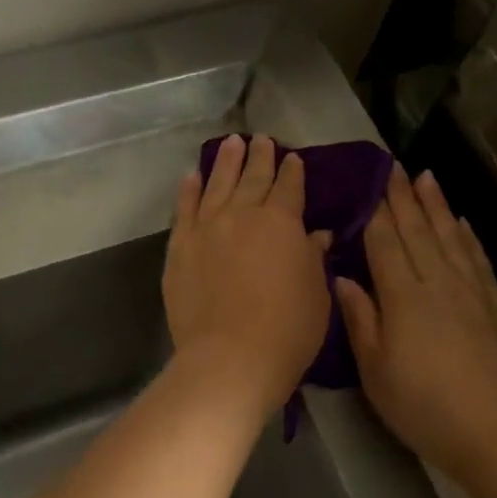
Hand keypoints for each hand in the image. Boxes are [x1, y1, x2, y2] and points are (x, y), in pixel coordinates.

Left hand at [163, 135, 332, 418]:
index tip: (293, 158)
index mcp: (282, 222)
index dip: (292, 171)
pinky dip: (189, 189)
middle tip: (261, 140)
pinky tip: (192, 175)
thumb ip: (313, 257)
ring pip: (217, 184)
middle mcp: (242, 214)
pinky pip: (184, 209)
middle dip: (259, 157)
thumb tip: (316, 234)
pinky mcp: (180, 247)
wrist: (230, 357)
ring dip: (225, 161)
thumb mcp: (316, 293)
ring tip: (230, 143)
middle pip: (252, 178)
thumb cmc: (287, 330)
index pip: (289, 187)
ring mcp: (207, 228)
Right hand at [336, 167, 496, 476]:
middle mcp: (439, 283)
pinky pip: (479, 260)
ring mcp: (474, 293)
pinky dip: (468, 237)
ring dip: (437, 206)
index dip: (377, 211)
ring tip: (428, 177)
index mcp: (404, 297)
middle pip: (419, 231)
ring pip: (451, 238)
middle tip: (395, 166)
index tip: (371, 181)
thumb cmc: (425, 407)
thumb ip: (361, 320)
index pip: (386, 243)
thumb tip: (342, 278)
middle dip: (405, 198)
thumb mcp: (375, 371)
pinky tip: (462, 225)